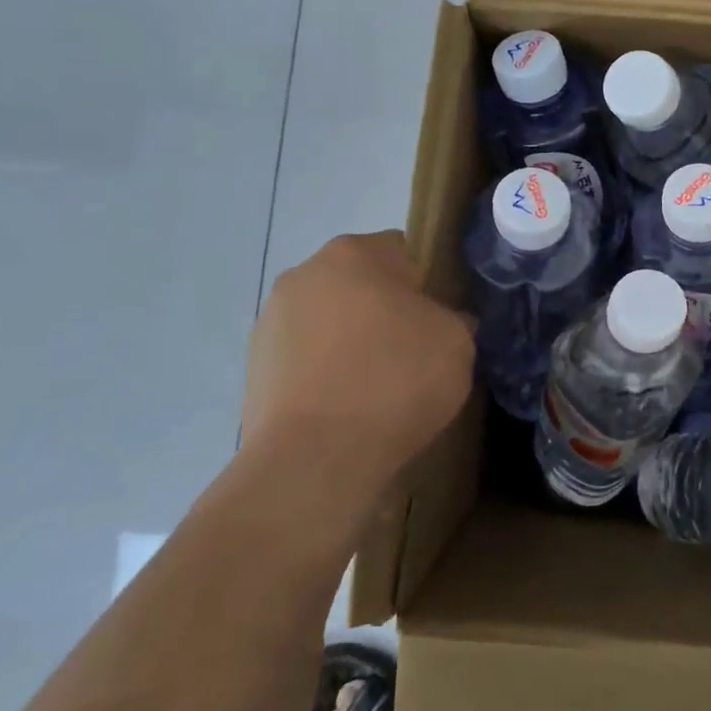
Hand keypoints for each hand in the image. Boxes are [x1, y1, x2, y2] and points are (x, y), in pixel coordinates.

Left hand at [239, 231, 473, 480]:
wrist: (315, 459)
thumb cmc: (395, 382)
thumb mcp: (457, 343)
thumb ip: (454, 319)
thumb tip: (443, 322)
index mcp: (354, 253)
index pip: (403, 251)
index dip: (427, 285)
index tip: (439, 321)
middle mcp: (305, 273)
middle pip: (361, 284)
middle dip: (385, 311)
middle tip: (413, 353)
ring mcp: (271, 320)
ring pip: (331, 321)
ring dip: (352, 341)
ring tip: (377, 389)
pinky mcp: (254, 366)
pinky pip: (307, 358)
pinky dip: (326, 373)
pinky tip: (346, 408)